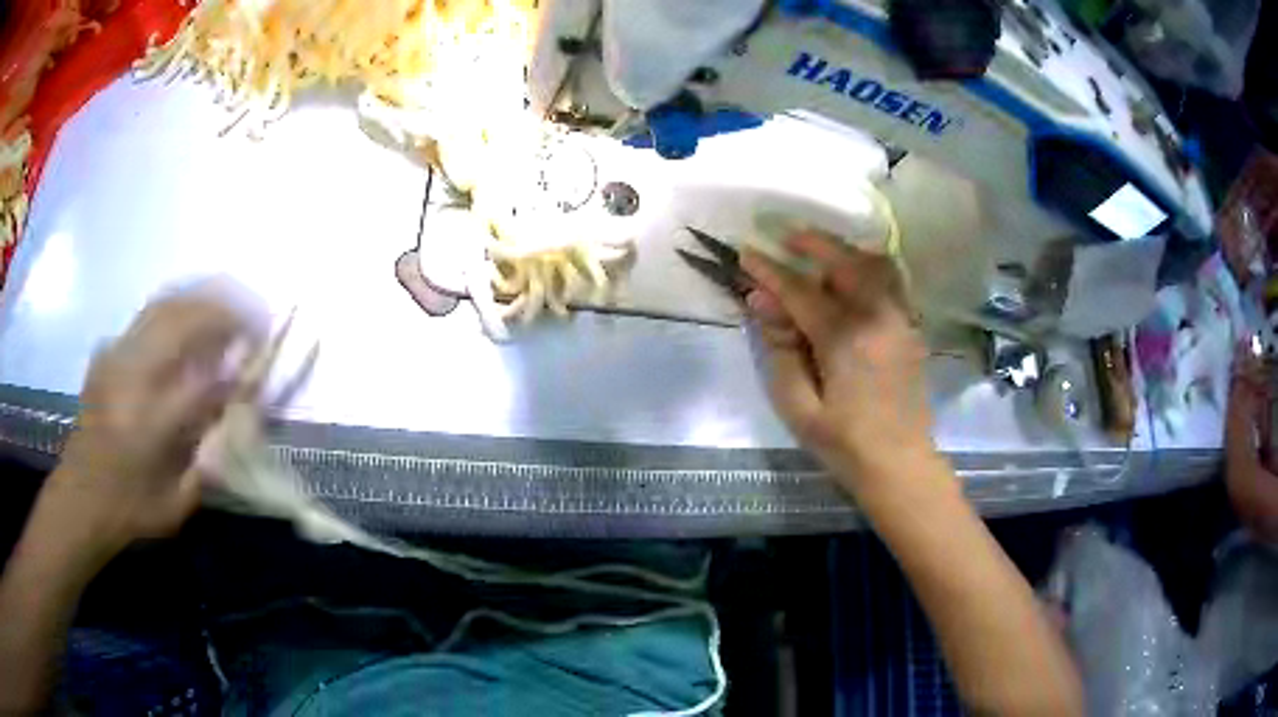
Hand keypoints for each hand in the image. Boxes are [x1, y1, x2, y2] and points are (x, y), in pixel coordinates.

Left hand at [48, 292, 257, 555]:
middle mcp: (132, 377)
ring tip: (229, 305)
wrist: (79, 497)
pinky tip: (191, 316)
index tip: (264, 357)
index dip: (240, 363)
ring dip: (203, 299)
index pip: (205, 379)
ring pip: (165, 305)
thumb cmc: (130, 510)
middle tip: (254, 317)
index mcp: (150, 424)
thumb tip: (240, 417)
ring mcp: (117, 356)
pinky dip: (177, 306)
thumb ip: (210, 460)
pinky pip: (148, 314)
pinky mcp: (108, 350)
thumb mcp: (177, 504)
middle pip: (184, 320)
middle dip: (226, 311)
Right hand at [741, 232, 933, 489]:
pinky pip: (892, 282)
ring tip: (820, 253)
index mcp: (845, 337)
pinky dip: (869, 267)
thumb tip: (761, 301)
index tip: (746, 253)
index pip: (800, 290)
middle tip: (784, 237)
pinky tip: (852, 278)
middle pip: (844, 261)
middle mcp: (877, 316)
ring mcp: (900, 319)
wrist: (899, 463)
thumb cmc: (844, 443)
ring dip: (844, 250)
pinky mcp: (910, 328)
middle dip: (812, 243)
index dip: (769, 270)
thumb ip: (780, 349)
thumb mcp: (798, 406)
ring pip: (875, 264)